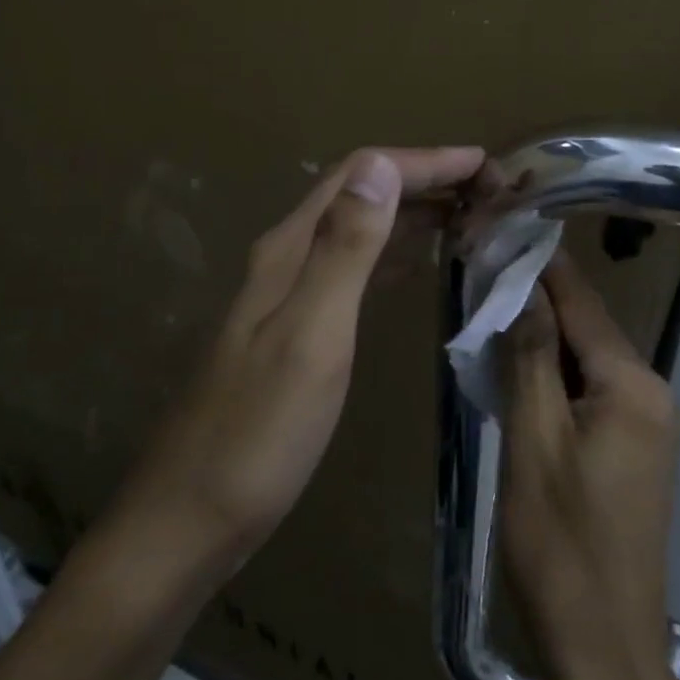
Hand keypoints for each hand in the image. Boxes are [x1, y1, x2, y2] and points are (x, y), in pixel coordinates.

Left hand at [107, 146, 483, 582]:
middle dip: (424, 179)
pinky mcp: (298, 328)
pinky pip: (357, 268)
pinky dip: (396, 253)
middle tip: (489, 189)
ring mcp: (291, 294)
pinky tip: (420, 265)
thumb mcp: (311, 335)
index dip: (424, 161)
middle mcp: (289, 258)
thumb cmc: (259, 433)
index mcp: (291, 249)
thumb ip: (344, 249)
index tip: (485, 163)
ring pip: (360, 229)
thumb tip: (379, 164)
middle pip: (361, 193)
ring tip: (469, 216)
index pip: (362, 174)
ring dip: (413, 212)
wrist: (191, 518)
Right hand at [500, 254, 679, 679]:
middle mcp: (651, 393)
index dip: (541, 263)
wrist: (604, 652)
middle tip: (482, 269)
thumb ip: (531, 358)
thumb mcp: (534, 442)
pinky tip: (516, 369)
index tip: (502, 227)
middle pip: (587, 328)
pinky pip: (590, 392)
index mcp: (632, 386)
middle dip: (536, 299)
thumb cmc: (561, 545)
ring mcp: (646, 424)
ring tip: (489, 307)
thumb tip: (524, 285)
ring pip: (586, 360)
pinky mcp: (632, 450)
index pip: (581, 302)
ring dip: (541, 337)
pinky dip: (553, 374)